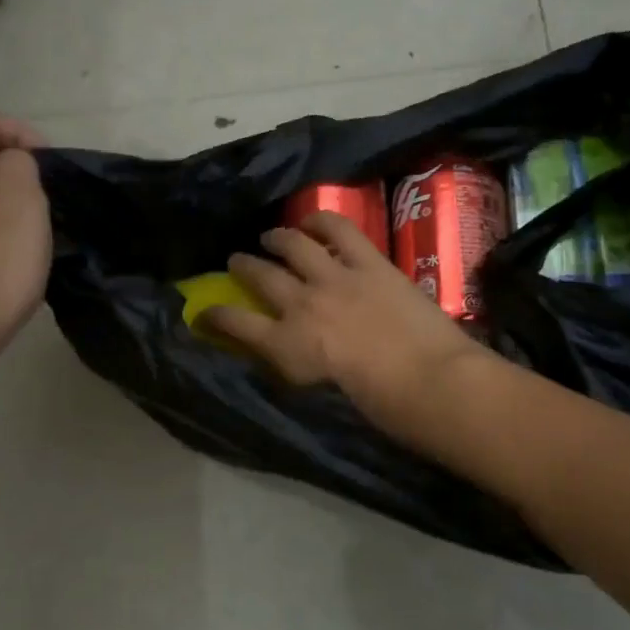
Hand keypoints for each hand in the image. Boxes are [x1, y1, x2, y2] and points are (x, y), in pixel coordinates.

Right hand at [206, 212, 486, 429]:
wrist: (429, 381)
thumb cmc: (378, 407)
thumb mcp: (320, 398)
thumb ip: (296, 370)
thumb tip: (284, 354)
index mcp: (286, 346)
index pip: (234, 325)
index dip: (213, 317)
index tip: (200, 314)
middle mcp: (301, 304)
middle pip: (260, 276)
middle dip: (242, 267)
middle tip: (236, 262)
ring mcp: (335, 278)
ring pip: (293, 245)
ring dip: (277, 238)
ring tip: (271, 236)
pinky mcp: (369, 263)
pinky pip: (339, 230)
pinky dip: (322, 221)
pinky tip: (313, 221)